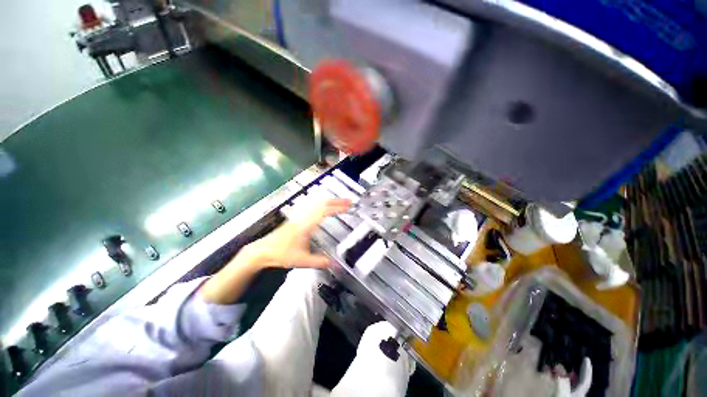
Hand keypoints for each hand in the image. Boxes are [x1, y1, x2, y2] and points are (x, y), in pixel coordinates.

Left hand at [199, 198, 350, 303]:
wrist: (263, 251)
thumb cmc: (282, 254)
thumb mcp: (303, 260)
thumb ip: (321, 262)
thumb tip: (338, 266)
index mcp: (306, 225)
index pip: (325, 211)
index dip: (338, 207)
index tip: (349, 206)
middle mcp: (304, 217)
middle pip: (322, 203)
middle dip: (337, 201)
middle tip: (349, 201)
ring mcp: (299, 216)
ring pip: (316, 203)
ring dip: (329, 201)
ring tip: (340, 202)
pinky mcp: (296, 218)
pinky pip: (311, 206)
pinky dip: (321, 203)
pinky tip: (323, 205)